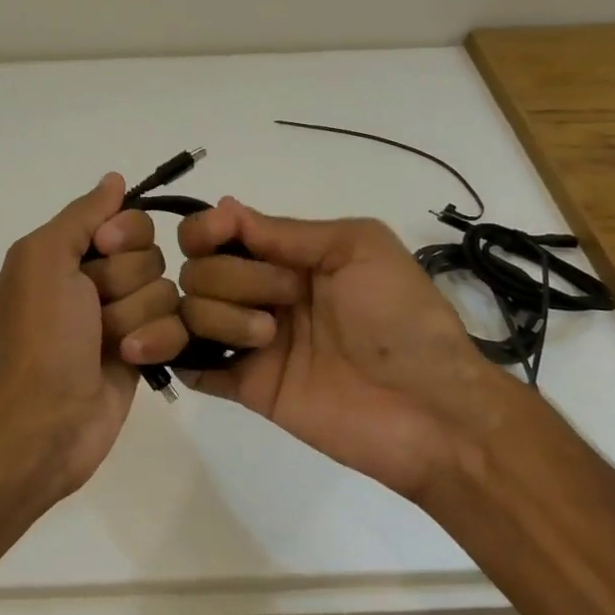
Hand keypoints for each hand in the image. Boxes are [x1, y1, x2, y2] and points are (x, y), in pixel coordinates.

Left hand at [0, 174, 188, 487]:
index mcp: (69, 252)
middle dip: (125, 282)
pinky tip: (129, 358)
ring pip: (166, 292)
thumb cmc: (43, 332)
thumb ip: (82, 214)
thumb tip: (114, 179)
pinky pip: (177, 327)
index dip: (124, 234)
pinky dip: (154, 341)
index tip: (104, 250)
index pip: (128, 220)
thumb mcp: (45, 257)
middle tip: (93, 307)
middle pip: (151, 255)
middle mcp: (97, 279)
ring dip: (134, 316)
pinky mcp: (147, 349)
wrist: (50, 414)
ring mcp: (124, 316)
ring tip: (106, 342)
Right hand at [175, 198, 520, 499]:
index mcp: (286, 257)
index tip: (217, 235)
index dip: (205, 231)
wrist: (431, 408)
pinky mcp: (248, 387)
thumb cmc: (401, 317)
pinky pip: (193, 367)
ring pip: (190, 313)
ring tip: (268, 339)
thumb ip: (288, 231)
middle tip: (286, 297)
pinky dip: (183, 357)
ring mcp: (250, 342)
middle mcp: (261, 294)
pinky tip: (207, 355)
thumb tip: (223, 206)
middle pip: (198, 271)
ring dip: (222, 317)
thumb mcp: (358, 248)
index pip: (217, 234)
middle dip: (234, 277)